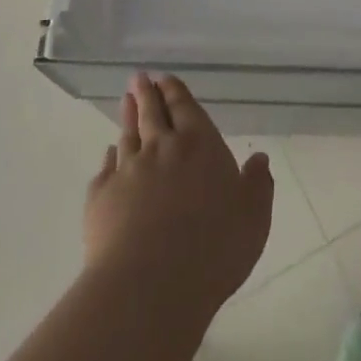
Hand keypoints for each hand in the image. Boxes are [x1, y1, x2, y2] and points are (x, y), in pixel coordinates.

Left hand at [84, 73, 274, 317]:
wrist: (150, 283)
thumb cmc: (213, 248)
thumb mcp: (253, 218)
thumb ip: (257, 185)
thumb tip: (259, 158)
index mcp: (199, 145)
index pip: (185, 108)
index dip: (175, 92)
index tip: (165, 78)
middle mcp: (161, 148)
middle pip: (152, 113)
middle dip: (147, 93)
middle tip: (140, 78)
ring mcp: (128, 169)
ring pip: (127, 134)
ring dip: (127, 115)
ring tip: (125, 100)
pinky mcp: (101, 196)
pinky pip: (106, 167)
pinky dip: (109, 157)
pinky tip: (109, 154)